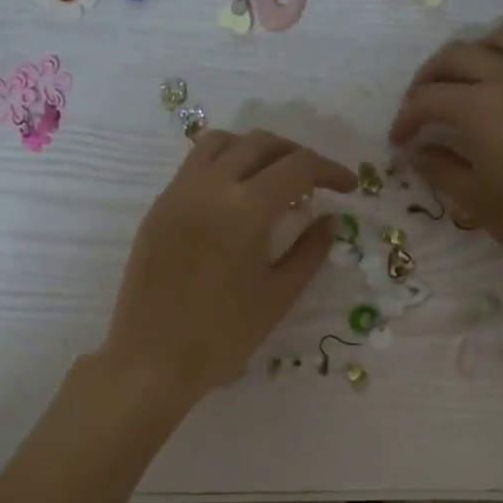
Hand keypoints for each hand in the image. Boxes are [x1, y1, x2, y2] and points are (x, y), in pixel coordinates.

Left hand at [100, 128, 355, 399]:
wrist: (154, 359)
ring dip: (256, 151)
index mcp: (245, 208)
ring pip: (221, 143)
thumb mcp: (279, 295)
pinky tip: (237, 198)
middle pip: (259, 143)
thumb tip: (329, 220)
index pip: (297, 167)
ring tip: (274, 181)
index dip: (329, 171)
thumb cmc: (224, 335)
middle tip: (316, 182)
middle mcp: (208, 186)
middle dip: (295, 154)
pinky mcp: (158, 208)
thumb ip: (310, 251)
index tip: (348, 187)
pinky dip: (225, 165)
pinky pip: (195, 165)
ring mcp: (177, 193)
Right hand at [388, 24, 502, 278]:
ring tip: (460, 85)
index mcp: (481, 107)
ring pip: (498, 40)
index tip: (399, 140)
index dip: (406, 118)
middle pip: (457, 55)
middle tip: (419, 107)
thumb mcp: (472, 196)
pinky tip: (501, 94)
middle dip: (429, 78)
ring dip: (469, 56)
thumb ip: (438, 165)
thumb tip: (414, 150)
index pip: (429, 98)